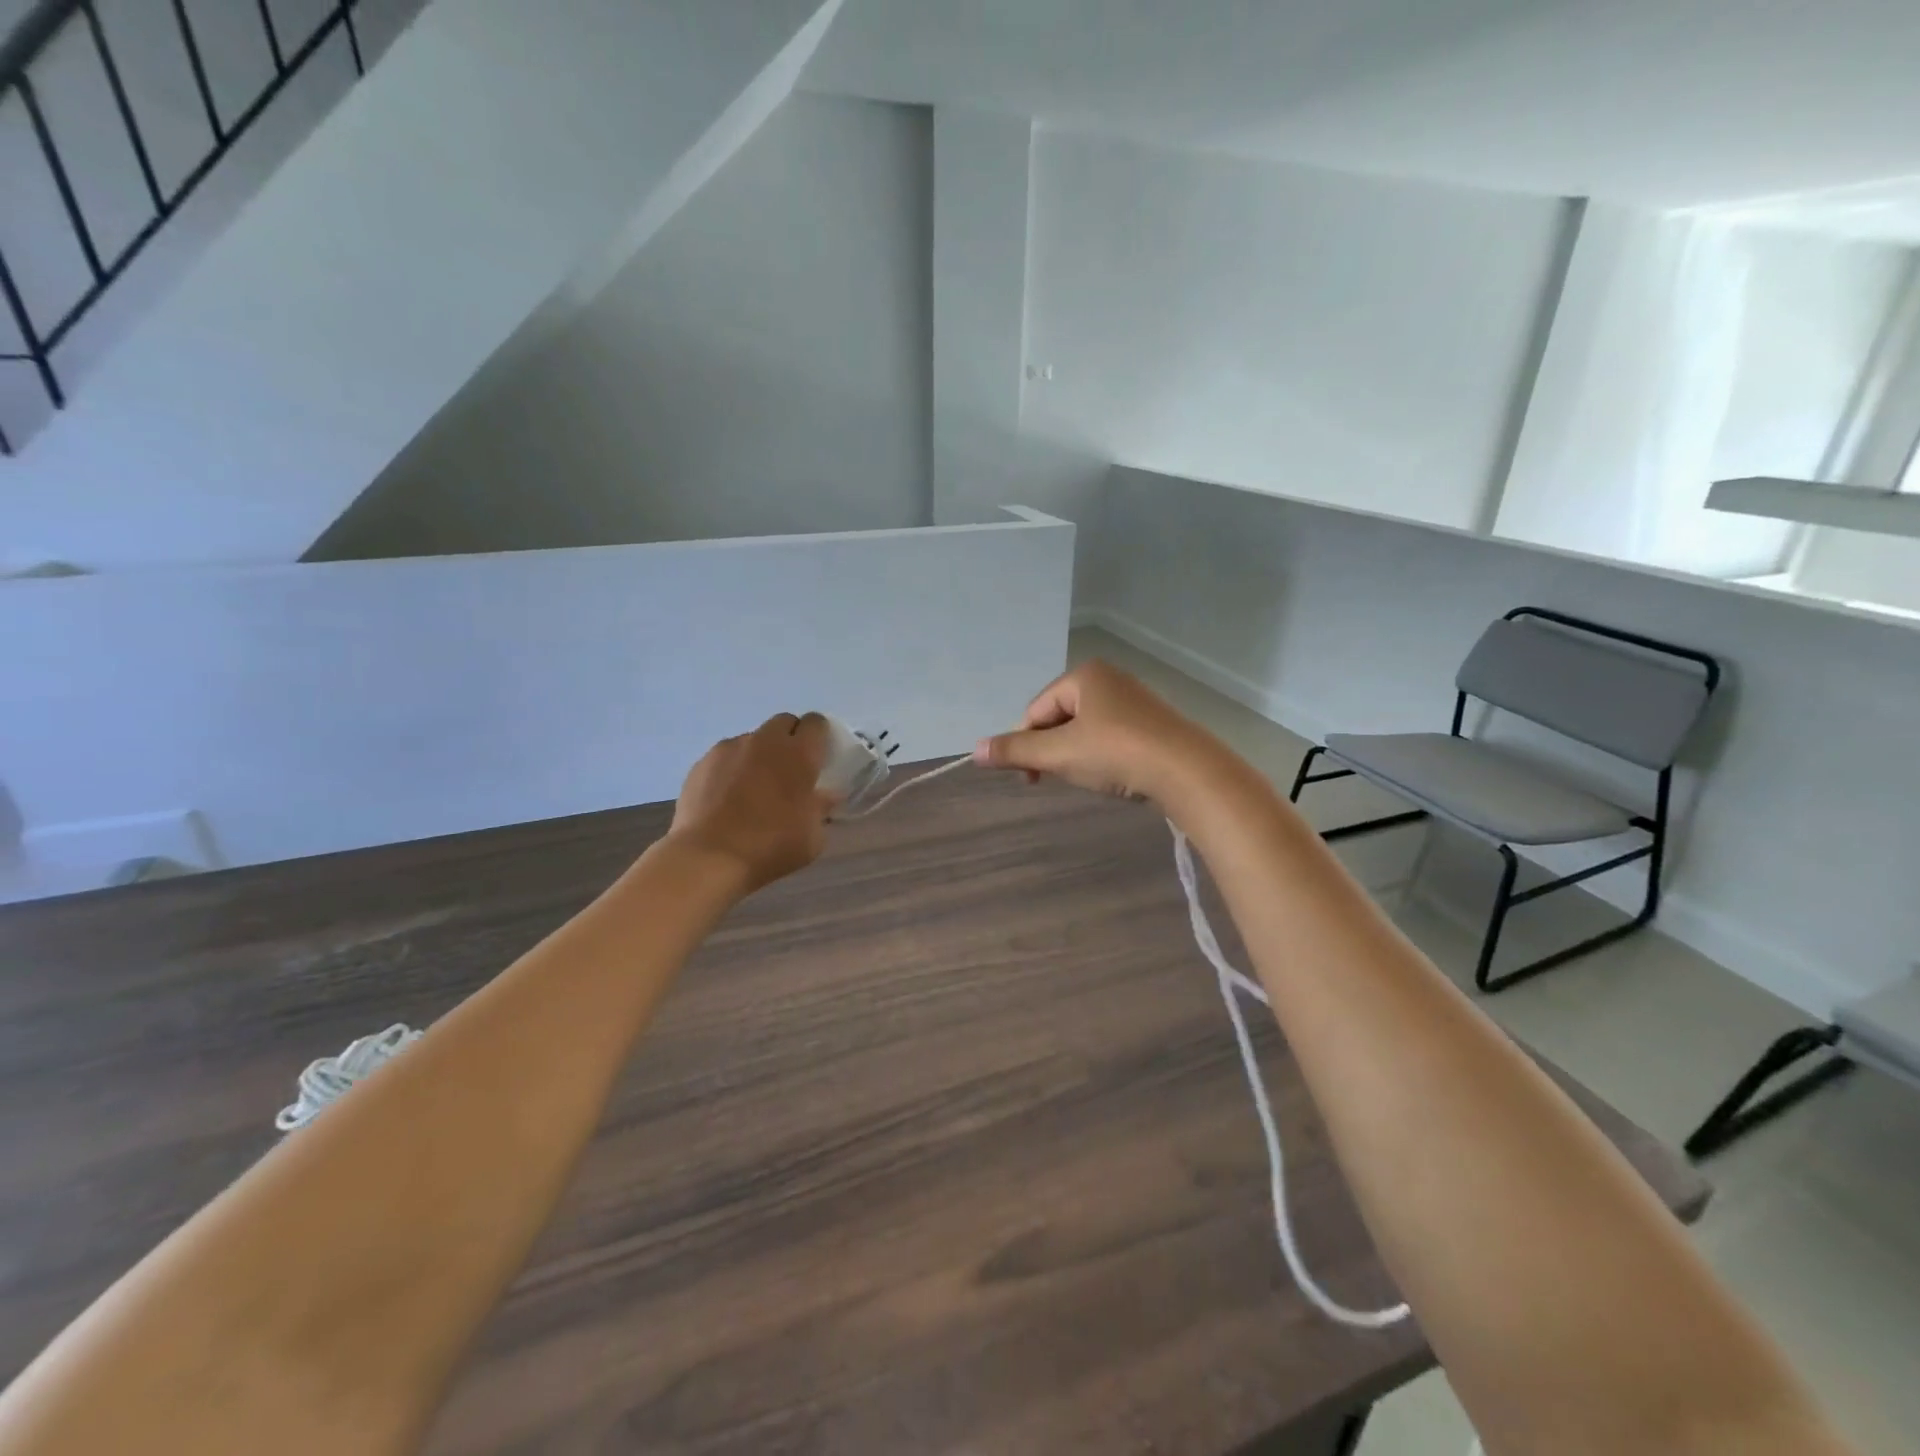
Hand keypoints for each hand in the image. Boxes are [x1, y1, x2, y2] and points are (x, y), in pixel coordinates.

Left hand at [668, 712, 833, 894]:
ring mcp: (730, 748)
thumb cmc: (771, 846)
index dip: (819, 736)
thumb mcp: (812, 837)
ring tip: (753, 788)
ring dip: (759, 755)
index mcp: (799, 754)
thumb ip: (821, 809)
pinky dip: (731, 769)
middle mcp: (765, 741)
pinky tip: (726, 797)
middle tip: (789, 770)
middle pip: (783, 722)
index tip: (819, 757)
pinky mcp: (702, 762)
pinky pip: (725, 756)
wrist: (709, 857)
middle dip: (790, 739)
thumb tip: (825, 796)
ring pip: (752, 739)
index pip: (816, 723)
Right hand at [972, 660, 1227, 807]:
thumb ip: (1016, 750)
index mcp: (1084, 675)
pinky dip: (1101, 756)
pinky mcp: (1152, 724)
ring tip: (1088, 778)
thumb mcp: (1059, 753)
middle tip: (1056, 779)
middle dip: (1051, 750)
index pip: (1036, 710)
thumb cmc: (1116, 752)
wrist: (1187, 770)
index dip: (1025, 744)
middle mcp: (1109, 679)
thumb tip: (975, 750)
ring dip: (1075, 755)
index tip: (1029, 778)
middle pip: (1059, 717)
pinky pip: (1111, 736)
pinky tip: (1112, 775)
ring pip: (1085, 729)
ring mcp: (1134, 700)